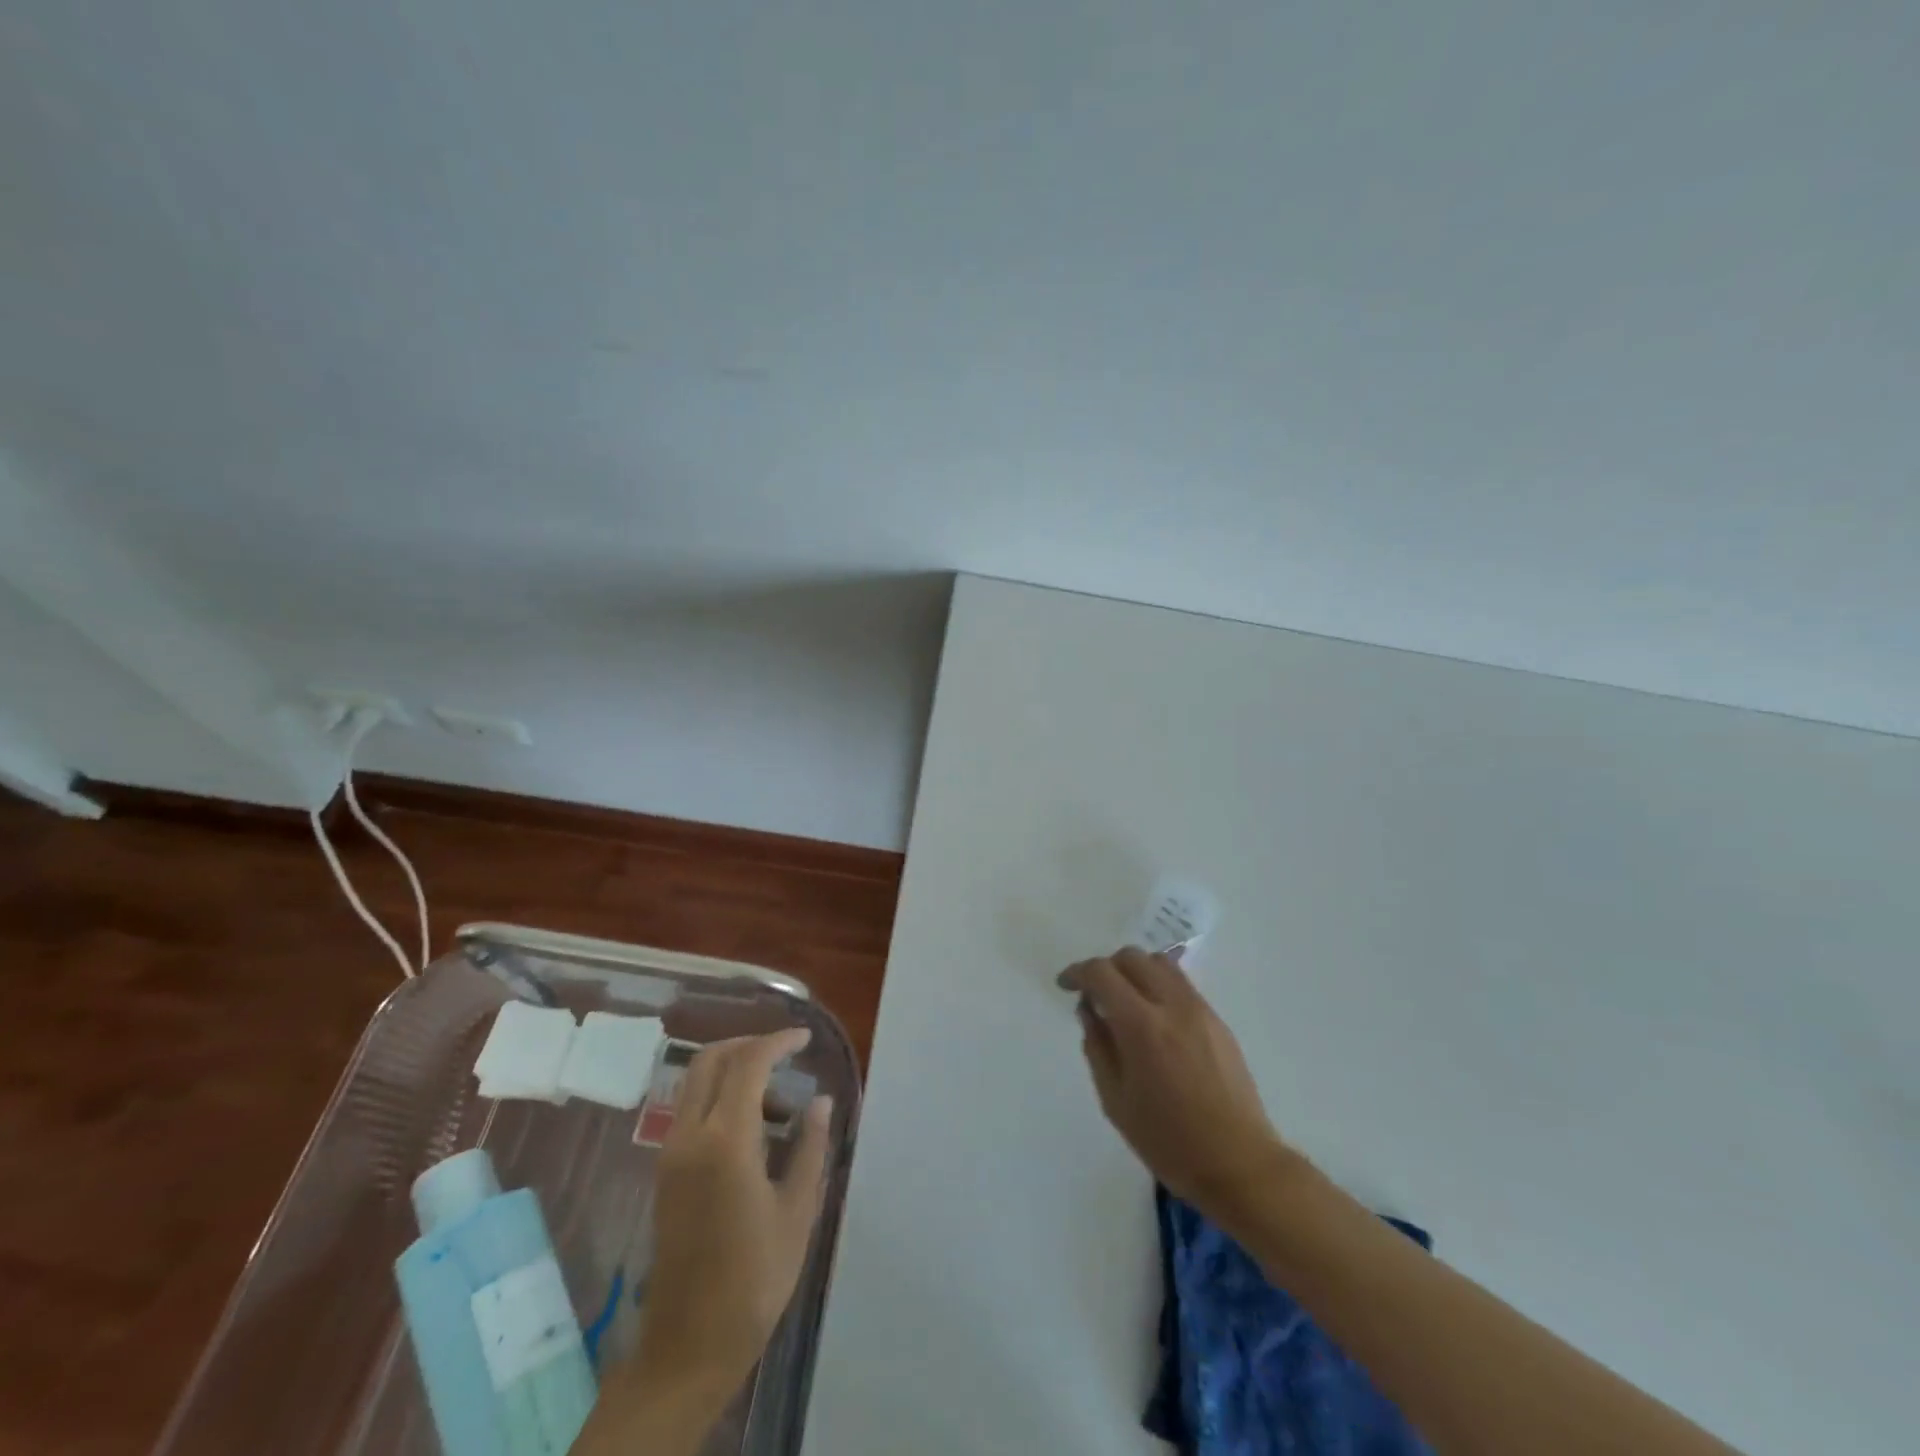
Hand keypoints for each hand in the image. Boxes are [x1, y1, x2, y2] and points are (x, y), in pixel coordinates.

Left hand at [628, 1028, 832, 1403]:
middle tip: (786, 1054)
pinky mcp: (665, 1172)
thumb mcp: (797, 1210)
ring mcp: (671, 1153)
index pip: (748, 1063)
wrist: (688, 1345)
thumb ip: (810, 1147)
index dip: (778, 1042)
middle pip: (710, 1060)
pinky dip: (720, 1098)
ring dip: (735, 1072)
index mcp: (725, 1141)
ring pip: (696, 1083)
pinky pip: (691, 1111)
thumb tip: (820, 1101)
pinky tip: (754, 1129)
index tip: (805, 1039)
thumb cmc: (754, 1279)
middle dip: (749, 1045)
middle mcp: (689, 1136)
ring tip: (779, 1105)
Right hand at [1059, 947, 1290, 1224]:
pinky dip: (1158, 984)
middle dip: (1106, 968)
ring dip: (1135, 971)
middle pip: (1132, 957)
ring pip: (1160, 963)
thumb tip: (1090, 1010)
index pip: (1102, 973)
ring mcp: (1199, 1009)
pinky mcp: (1217, 1020)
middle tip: (1094, 995)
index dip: (1078, 972)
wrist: (1239, 1163)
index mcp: (1142, 1026)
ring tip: (1125, 1000)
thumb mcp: (1116, 1100)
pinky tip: (1153, 1017)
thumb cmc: (1169, 1141)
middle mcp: (1172, 1005)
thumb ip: (1097, 1047)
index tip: (1066, 985)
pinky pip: (1181, 984)